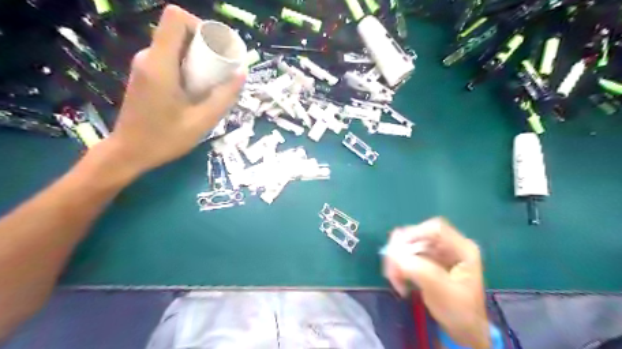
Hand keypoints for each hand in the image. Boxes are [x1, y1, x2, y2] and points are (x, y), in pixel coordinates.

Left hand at [104, 6, 245, 173]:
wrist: (129, 152)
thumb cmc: (165, 138)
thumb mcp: (202, 121)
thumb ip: (224, 96)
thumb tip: (242, 73)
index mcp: (160, 64)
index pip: (175, 18)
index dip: (199, 25)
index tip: (217, 49)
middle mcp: (149, 57)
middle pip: (179, 32)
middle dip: (204, 46)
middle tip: (221, 72)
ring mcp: (145, 65)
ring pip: (176, 46)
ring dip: (198, 59)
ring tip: (212, 84)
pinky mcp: (145, 75)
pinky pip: (171, 59)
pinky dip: (188, 68)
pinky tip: (197, 91)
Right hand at [385, 217, 490, 347]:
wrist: (463, 330)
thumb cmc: (459, 312)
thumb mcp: (442, 292)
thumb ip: (420, 271)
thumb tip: (393, 255)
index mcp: (462, 248)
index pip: (435, 229)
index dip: (413, 235)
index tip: (397, 253)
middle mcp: (449, 244)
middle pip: (418, 234)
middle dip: (401, 250)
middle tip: (391, 270)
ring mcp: (438, 251)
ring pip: (409, 243)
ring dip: (397, 259)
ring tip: (394, 279)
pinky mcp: (428, 259)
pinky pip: (407, 254)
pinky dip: (399, 265)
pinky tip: (398, 279)